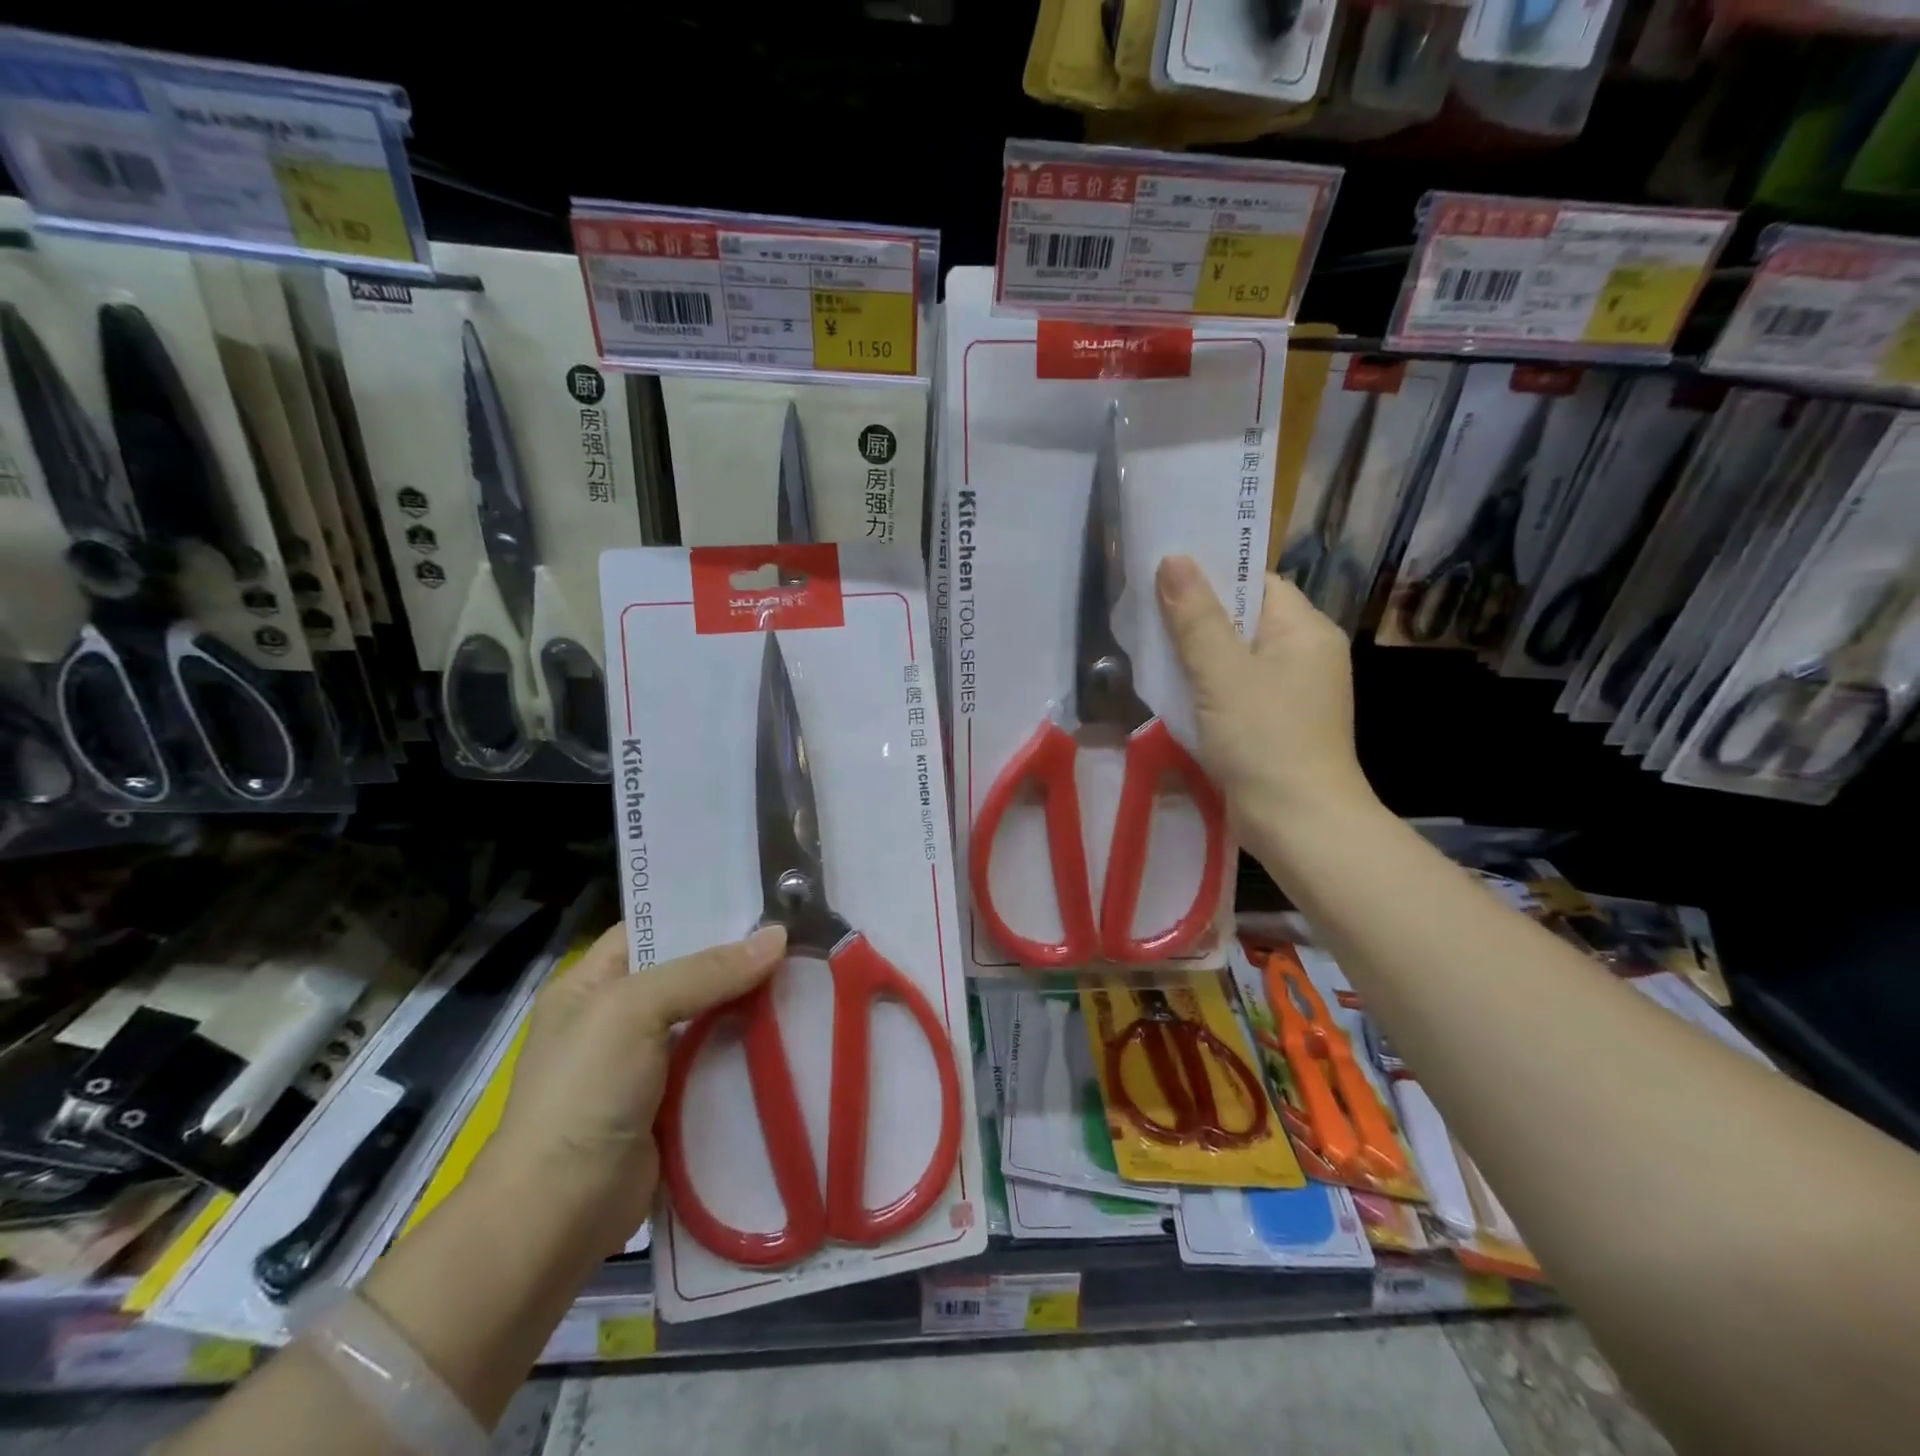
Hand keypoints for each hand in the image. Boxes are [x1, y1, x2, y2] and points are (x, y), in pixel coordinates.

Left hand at [477, 922, 785, 1255]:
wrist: (559, 1213)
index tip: (759, 899)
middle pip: (690, 972)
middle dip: (739, 958)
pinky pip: (718, 1061)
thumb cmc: (584, 1093)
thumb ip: (706, 971)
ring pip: (711, 1017)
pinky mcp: (673, 1102)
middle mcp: (619, 1017)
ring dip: (751, 1004)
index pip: (652, 927)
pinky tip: (794, 1031)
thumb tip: (778, 937)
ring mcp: (646, 1063)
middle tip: (798, 936)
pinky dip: (750, 1049)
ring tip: (809, 975)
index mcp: (592, 983)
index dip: (700, 910)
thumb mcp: (634, 1011)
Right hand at [1155, 558, 1377, 850]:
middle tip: (1146, 610)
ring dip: (1197, 654)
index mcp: (1305, 631)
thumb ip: (1195, 617)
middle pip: (1245, 619)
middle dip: (1197, 616)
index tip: (1165, 574)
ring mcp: (1293, 693)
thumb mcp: (1221, 673)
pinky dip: (1207, 686)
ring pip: (1237, 657)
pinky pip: (1237, 689)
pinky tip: (1174, 690)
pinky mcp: (1276, 724)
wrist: (1298, 824)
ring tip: (1150, 646)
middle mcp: (1306, 655)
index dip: (1214, 574)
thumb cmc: (1264, 739)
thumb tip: (1173, 560)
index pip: (1258, 582)